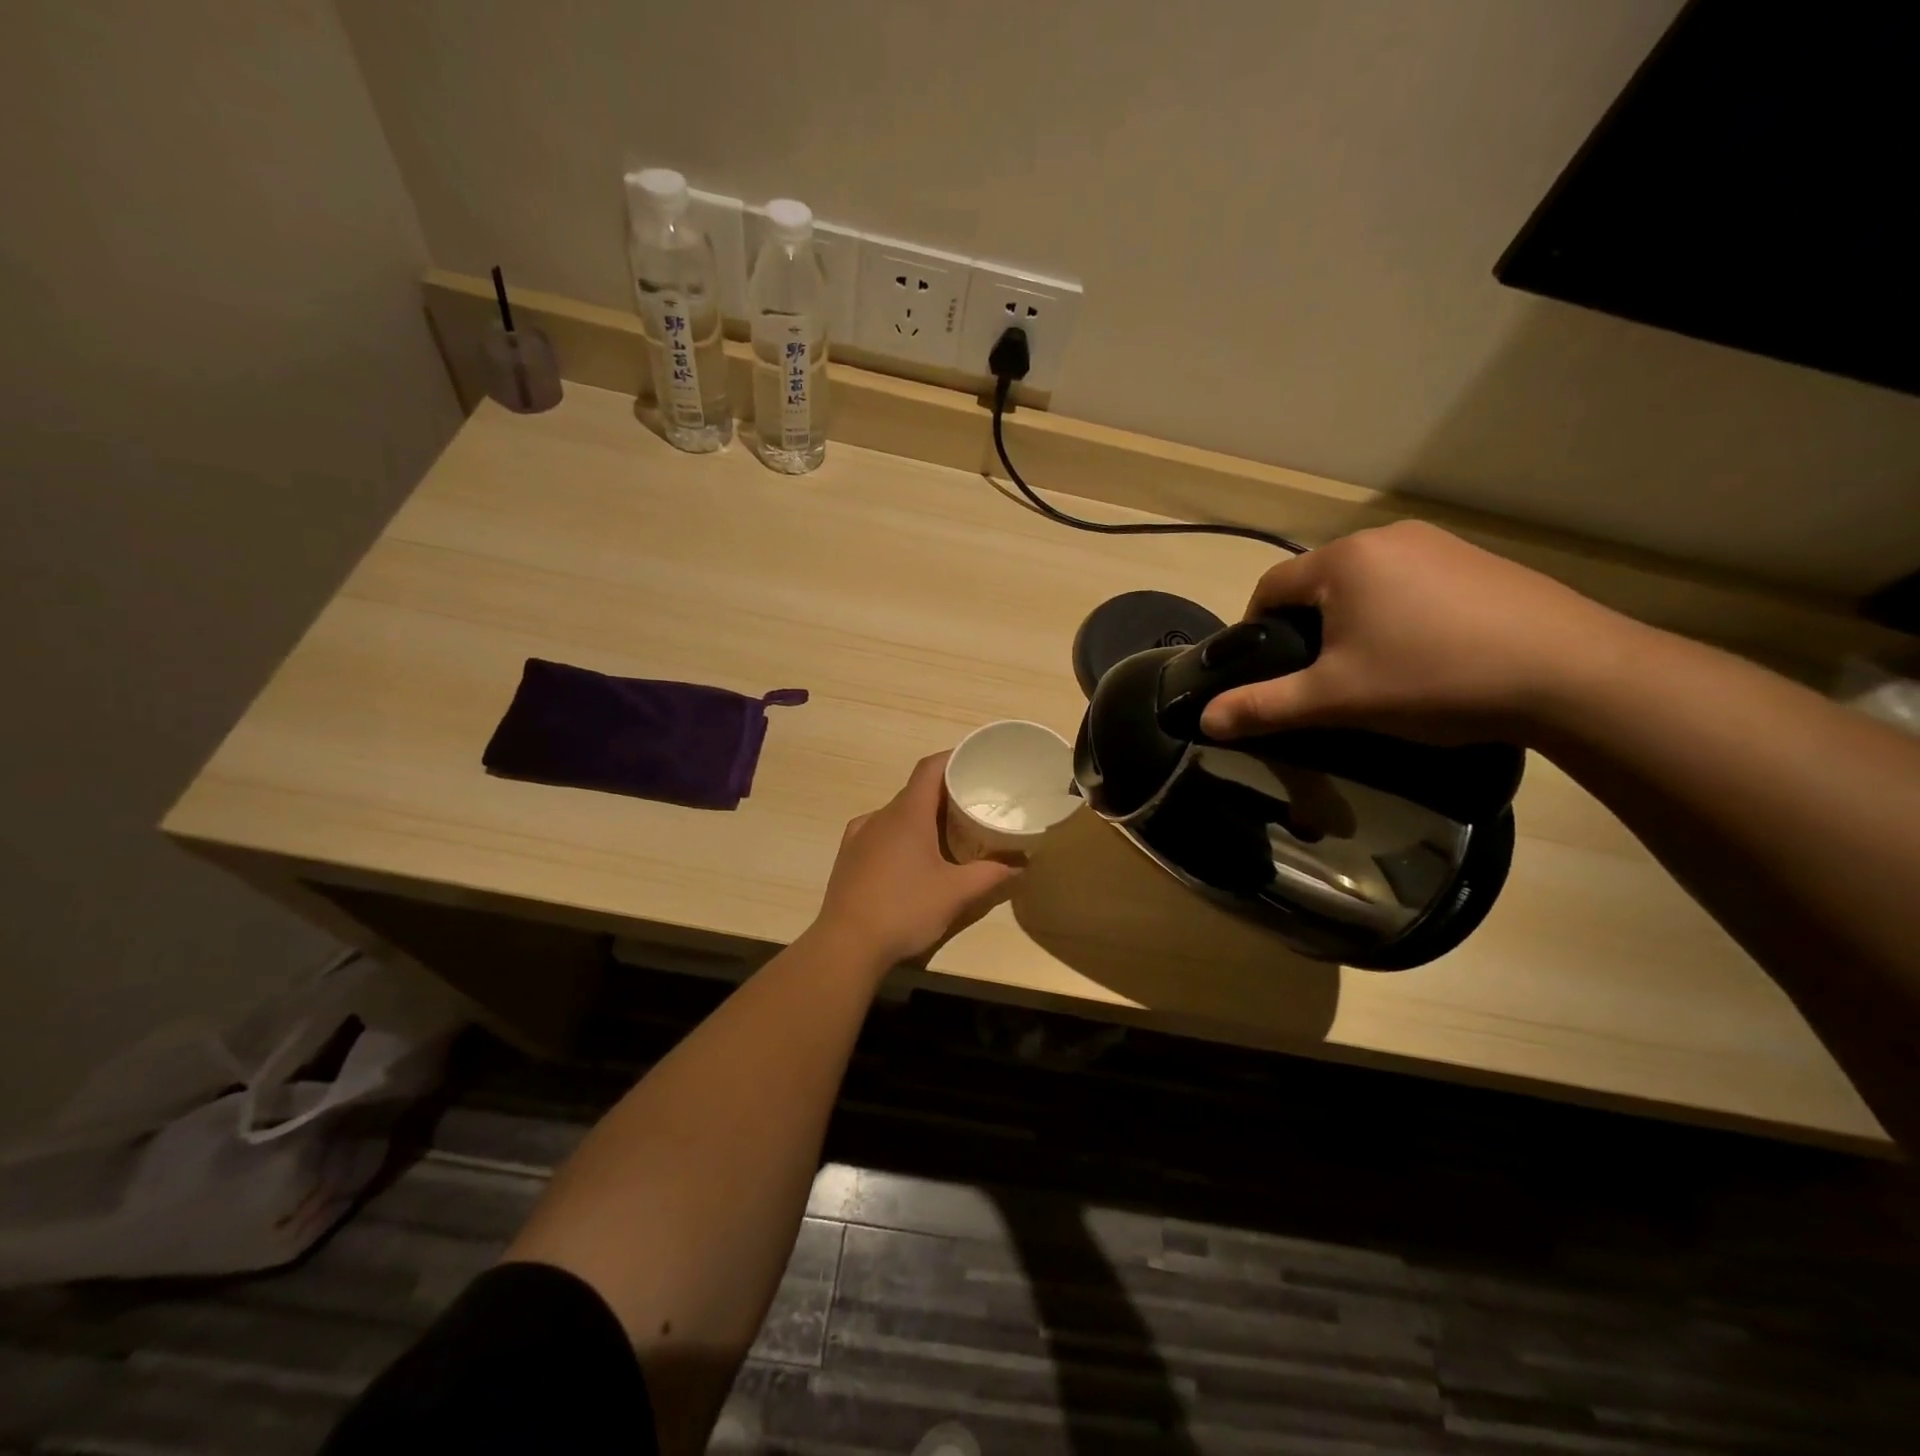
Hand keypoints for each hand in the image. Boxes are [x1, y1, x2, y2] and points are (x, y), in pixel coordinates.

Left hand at [814, 752, 1022, 964]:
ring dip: (921, 816)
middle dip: (944, 793)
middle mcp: (880, 816)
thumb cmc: (905, 909)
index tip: (976, 763)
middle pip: (915, 790)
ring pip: (896, 813)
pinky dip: (900, 835)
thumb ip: (992, 874)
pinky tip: (911, 858)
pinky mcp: (848, 857)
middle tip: (973, 805)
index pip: (930, 768)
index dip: (953, 758)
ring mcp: (859, 836)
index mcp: (907, 814)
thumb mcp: (956, 893)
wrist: (846, 945)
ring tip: (947, 834)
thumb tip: (1021, 864)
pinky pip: (879, 832)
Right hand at [1198, 520, 1633, 744]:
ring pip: (1366, 584)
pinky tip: (1425, 655)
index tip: (1265, 672)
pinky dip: (1399, 615)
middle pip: (1318, 584)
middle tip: (1320, 680)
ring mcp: (1439, 544)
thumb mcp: (1336, 699)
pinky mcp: (1479, 562)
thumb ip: (1264, 706)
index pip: (1269, 587)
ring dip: (1352, 622)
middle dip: (1307, 629)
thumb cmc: (1432, 679)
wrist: (1572, 675)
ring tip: (1373, 671)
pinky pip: (1412, 584)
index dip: (1254, 630)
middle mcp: (1386, 537)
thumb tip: (1205, 721)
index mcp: (1343, 561)